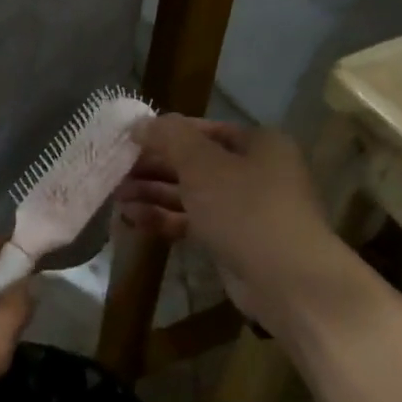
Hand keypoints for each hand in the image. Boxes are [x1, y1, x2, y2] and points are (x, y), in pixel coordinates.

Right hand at [118, 116, 345, 334]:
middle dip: (154, 168)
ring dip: (154, 195)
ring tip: (118, 198)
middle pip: (195, 164)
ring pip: (191, 195)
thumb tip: (141, 123)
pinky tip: (133, 220)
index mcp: (258, 144)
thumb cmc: (245, 209)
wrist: (284, 278)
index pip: (204, 130)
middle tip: (117, 173)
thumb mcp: (202, 165)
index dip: (166, 134)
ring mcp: (244, 209)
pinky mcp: (232, 240)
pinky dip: (165, 219)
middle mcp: (254, 172)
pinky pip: (193, 222)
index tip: (129, 142)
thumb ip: (170, 139)